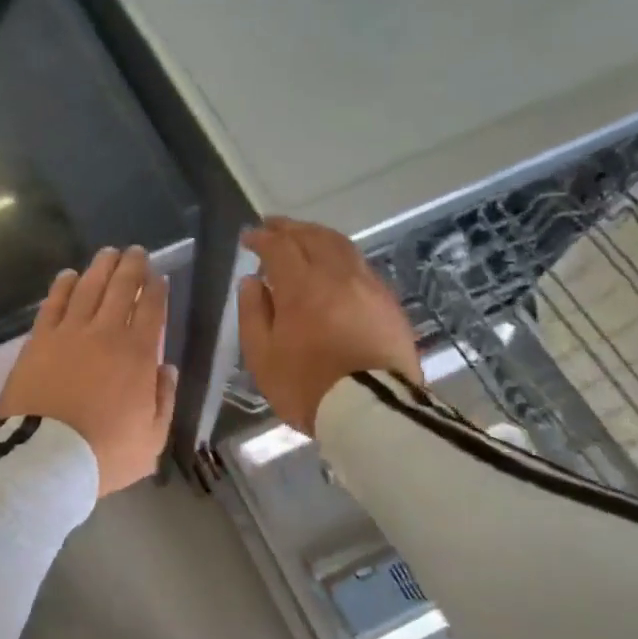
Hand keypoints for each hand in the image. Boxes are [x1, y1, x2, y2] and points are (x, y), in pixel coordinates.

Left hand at [0, 246, 176, 495]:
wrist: (46, 457)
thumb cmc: (104, 453)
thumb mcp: (153, 438)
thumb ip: (164, 399)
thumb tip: (166, 368)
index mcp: (138, 355)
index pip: (152, 310)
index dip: (157, 290)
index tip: (158, 277)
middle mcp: (106, 333)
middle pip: (121, 289)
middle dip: (132, 267)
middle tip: (136, 252)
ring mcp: (69, 333)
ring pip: (88, 288)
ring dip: (100, 267)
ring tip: (108, 253)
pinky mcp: (39, 340)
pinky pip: (53, 303)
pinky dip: (63, 285)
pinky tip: (69, 275)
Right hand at [237, 218, 422, 434]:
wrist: (372, 411)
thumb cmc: (307, 387)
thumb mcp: (262, 357)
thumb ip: (254, 314)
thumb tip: (252, 282)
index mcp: (302, 286)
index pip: (279, 247)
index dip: (262, 237)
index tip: (248, 237)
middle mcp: (337, 275)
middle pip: (314, 237)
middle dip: (291, 228)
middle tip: (274, 226)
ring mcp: (368, 287)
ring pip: (342, 247)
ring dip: (318, 236)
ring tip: (304, 238)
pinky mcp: (389, 304)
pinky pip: (361, 267)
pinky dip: (341, 257)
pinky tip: (335, 268)